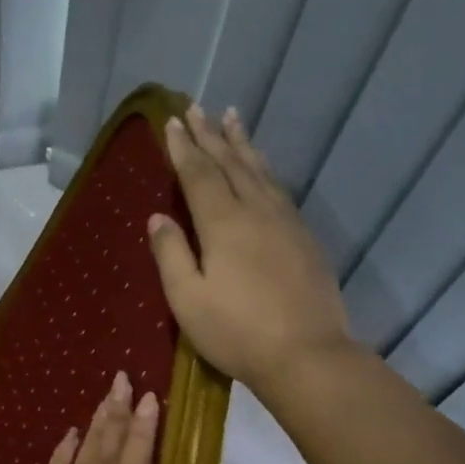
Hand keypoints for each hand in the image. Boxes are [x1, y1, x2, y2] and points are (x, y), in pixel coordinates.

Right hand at [148, 105, 352, 390]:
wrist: (306, 354)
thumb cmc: (236, 332)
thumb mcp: (188, 300)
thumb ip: (171, 255)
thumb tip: (158, 218)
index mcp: (223, 224)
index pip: (198, 174)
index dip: (184, 148)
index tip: (172, 122)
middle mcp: (257, 211)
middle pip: (231, 163)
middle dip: (211, 135)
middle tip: (197, 108)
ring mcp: (286, 223)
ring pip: (261, 171)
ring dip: (243, 144)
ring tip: (233, 118)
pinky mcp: (305, 239)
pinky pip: (280, 189)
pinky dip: (265, 169)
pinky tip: (263, 169)